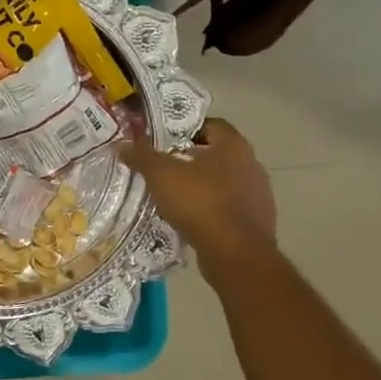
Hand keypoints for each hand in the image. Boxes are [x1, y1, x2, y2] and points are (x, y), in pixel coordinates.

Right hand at [120, 119, 276, 284]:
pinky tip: (190, 219)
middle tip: (163, 167)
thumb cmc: (200, 203)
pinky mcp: (257, 222)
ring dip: (202, 186)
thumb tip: (122, 144)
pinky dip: (211, 210)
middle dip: (191, 159)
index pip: (211, 125)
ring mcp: (258, 195)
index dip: (186, 129)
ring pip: (224, 182)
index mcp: (234, 146)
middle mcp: (251, 165)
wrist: (236, 254)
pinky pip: (229, 208)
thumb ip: (142, 156)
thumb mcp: (162, 175)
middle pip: (217, 154)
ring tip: (174, 195)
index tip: (164, 140)